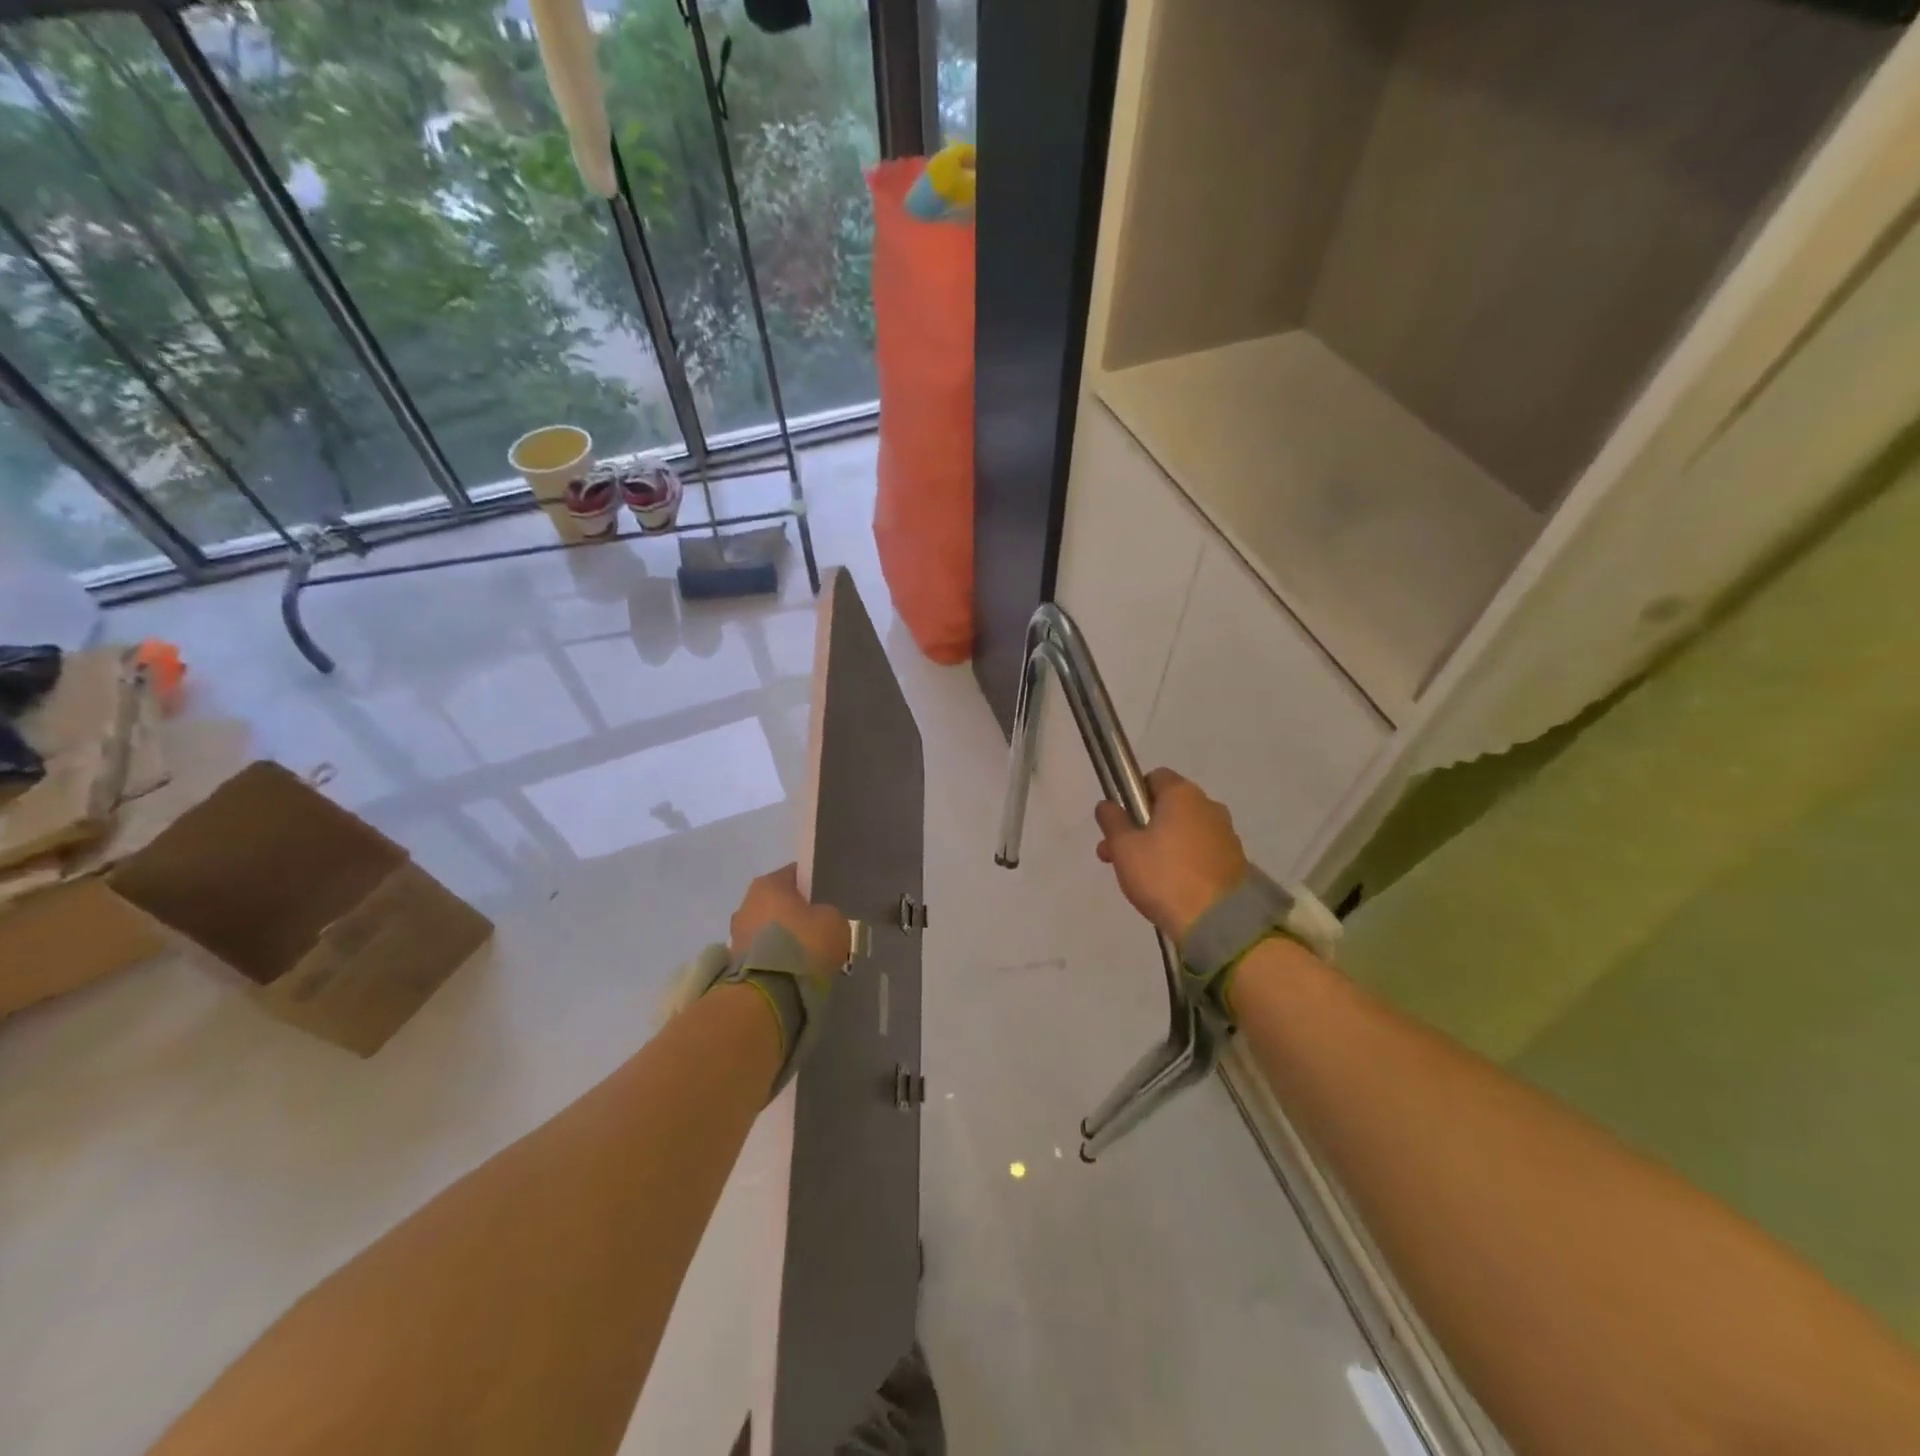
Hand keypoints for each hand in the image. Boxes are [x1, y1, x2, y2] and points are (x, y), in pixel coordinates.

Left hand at [729, 864, 849, 976]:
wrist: (769, 995)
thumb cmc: (803, 945)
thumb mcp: (834, 921)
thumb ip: (826, 913)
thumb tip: (818, 919)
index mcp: (768, 884)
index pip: (795, 874)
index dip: (812, 885)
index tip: (826, 900)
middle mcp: (746, 904)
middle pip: (778, 904)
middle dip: (796, 916)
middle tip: (818, 931)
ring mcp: (736, 935)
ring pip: (768, 930)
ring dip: (783, 940)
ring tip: (805, 958)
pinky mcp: (732, 964)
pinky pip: (762, 954)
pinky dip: (774, 960)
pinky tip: (791, 973)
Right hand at [1095, 769, 1248, 940]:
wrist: (1218, 921)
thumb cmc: (1164, 875)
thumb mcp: (1124, 847)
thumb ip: (1112, 821)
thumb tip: (1107, 805)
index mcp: (1182, 794)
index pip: (1154, 778)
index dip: (1133, 796)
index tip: (1121, 823)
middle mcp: (1209, 806)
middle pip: (1168, 807)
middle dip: (1141, 827)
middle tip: (1118, 856)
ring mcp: (1226, 834)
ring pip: (1183, 831)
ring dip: (1161, 845)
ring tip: (1141, 878)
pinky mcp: (1235, 861)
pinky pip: (1200, 852)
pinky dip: (1184, 861)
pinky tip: (1170, 886)